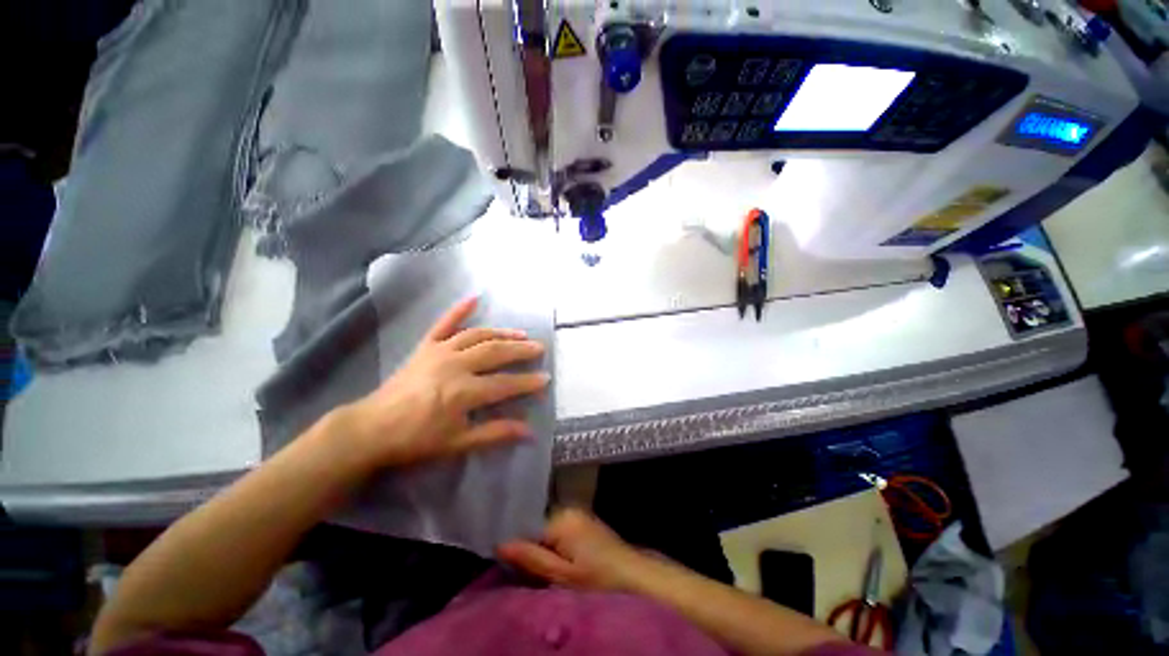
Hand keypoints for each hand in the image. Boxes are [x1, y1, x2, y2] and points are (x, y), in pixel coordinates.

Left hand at [340, 297, 549, 468]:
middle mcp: (455, 365)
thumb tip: (529, 431)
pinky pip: (443, 323)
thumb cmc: (416, 439)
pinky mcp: (425, 346)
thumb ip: (495, 434)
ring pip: (478, 335)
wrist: (371, 429)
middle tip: (540, 348)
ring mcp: (439, 351)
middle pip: (495, 352)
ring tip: (521, 333)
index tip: (546, 378)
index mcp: (463, 391)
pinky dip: (459, 310)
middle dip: (521, 350)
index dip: (528, 382)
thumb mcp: (458, 443)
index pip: (505, 384)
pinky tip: (474, 298)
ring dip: (502, 333)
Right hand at [497, 508, 645, 591]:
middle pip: (537, 526)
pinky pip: (560, 529)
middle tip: (528, 571)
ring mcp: (578, 514)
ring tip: (542, 568)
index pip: (526, 526)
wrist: (634, 574)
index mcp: (561, 517)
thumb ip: (532, 558)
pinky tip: (558, 560)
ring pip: (548, 529)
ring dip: (542, 547)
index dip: (517, 546)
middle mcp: (568, 509)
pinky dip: (554, 544)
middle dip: (530, 547)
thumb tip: (500, 544)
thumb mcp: (562, 575)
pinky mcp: (584, 522)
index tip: (509, 564)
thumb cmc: (598, 578)